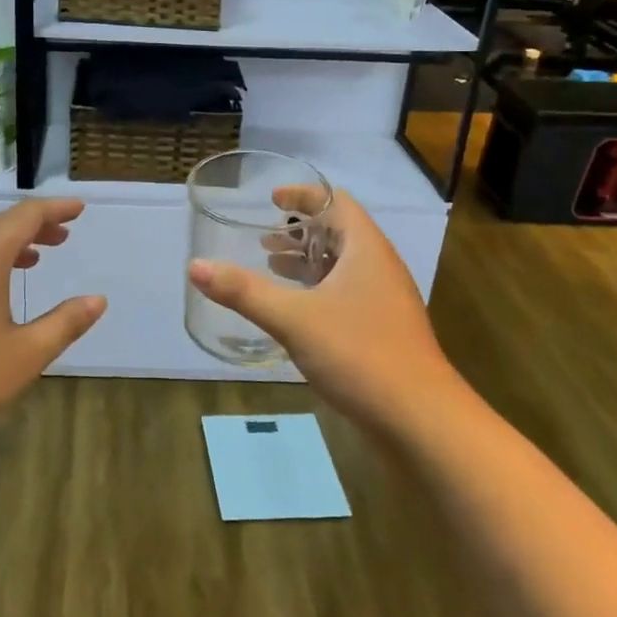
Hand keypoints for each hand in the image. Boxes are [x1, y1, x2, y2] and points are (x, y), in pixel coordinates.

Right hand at [188, 187, 458, 438]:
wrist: (421, 421)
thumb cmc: (360, 354)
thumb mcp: (293, 318)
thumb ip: (244, 291)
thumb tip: (195, 266)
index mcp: (366, 249)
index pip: (336, 202)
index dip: (303, 196)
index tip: (270, 200)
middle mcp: (379, 267)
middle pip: (339, 232)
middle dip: (300, 231)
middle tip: (262, 238)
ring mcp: (384, 301)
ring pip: (342, 265)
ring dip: (307, 261)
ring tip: (270, 267)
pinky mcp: (382, 330)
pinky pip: (346, 294)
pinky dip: (317, 289)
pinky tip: (295, 311)